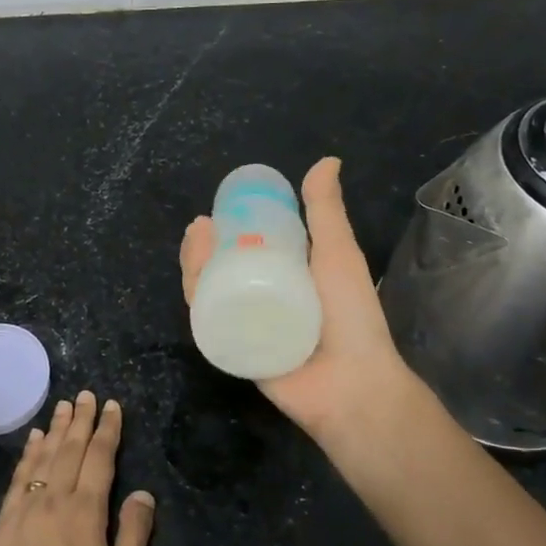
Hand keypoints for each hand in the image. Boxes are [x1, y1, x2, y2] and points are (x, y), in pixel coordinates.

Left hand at [0, 391, 155, 545]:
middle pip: (71, 449)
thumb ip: (133, 535)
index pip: (100, 458)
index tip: (112, 406)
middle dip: (81, 420)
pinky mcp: (5, 522)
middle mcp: (55, 500)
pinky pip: (20, 477)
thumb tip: (143, 493)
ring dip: (57, 429)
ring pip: (44, 457)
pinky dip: (29, 454)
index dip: (108, 430)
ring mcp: (26, 509)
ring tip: (64, 406)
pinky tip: (35, 440)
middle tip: (87, 395)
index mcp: (86, 512)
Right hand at [180, 157, 421, 441]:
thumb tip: (327, 160)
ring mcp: (247, 326)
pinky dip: (196, 300)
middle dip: (203, 246)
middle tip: (200, 228)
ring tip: (195, 244)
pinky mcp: (234, 350)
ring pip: (210, 292)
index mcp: (286, 277)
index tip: (216, 212)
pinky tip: (192, 280)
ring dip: (195, 266)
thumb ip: (327, 212)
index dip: (227, 229)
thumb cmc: (351, 316)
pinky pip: (209, 323)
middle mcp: (263, 298)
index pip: (247, 247)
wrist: (352, 384)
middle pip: (221, 268)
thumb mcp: (338, 254)